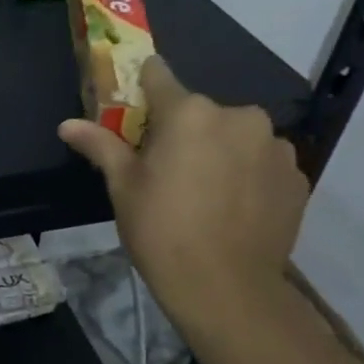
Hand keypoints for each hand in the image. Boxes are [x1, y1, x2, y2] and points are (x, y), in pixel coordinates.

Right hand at [58, 58, 307, 327]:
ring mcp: (275, 146)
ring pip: (235, 135)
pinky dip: (247, 174)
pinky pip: (262, 162)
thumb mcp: (122, 186)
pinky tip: (232, 206)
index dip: (143, 87)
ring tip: (204, 191)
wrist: (225, 287)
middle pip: (201, 111)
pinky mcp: (297, 175)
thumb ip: (100, 145)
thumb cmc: (160, 229)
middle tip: (166, 168)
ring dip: (219, 150)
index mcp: (189, 113)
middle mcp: (238, 117)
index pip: (159, 76)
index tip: (134, 104)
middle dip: (183, 130)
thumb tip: (66, 124)